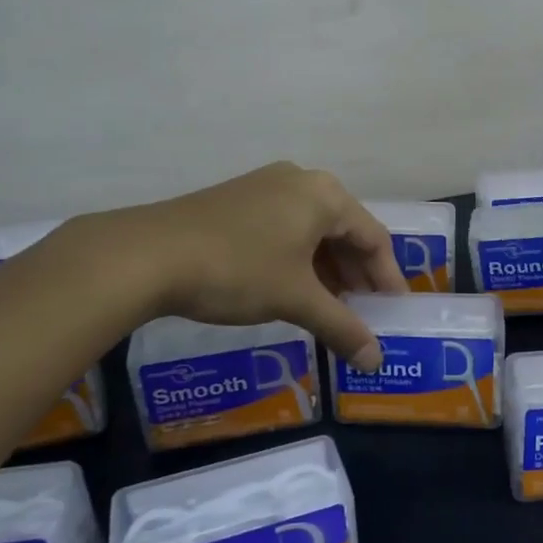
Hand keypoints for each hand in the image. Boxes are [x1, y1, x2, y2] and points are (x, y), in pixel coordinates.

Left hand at [134, 161, 407, 369]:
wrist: (149, 254)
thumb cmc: (238, 269)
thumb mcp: (296, 299)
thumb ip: (342, 327)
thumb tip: (376, 361)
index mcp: (325, 195)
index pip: (374, 237)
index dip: (388, 278)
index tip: (394, 312)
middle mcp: (301, 181)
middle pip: (345, 231)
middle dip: (357, 275)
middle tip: (364, 314)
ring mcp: (266, 187)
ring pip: (313, 231)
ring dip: (328, 270)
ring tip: (331, 308)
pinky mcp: (239, 200)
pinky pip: (285, 229)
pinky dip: (299, 260)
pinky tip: (293, 289)